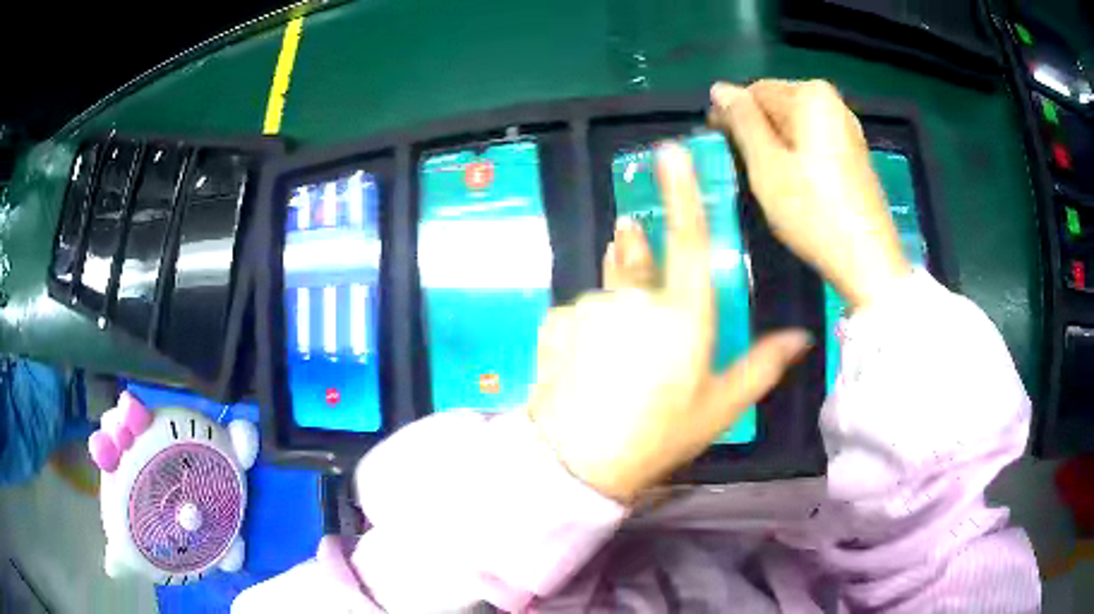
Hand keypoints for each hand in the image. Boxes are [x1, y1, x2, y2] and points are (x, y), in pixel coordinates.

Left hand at [526, 144, 810, 503]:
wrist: (578, 463)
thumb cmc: (659, 436)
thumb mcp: (719, 406)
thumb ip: (763, 365)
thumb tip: (803, 337)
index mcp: (684, 314)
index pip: (688, 239)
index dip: (681, 191)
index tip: (669, 152)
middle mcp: (637, 297)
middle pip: (640, 263)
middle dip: (638, 261)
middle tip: (630, 289)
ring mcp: (590, 305)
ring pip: (608, 295)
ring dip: (614, 312)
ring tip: (611, 360)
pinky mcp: (556, 319)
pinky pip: (578, 315)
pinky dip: (584, 332)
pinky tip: (584, 368)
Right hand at [709, 80, 909, 309]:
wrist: (867, 260)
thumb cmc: (813, 211)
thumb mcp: (766, 164)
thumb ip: (742, 121)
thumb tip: (720, 89)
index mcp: (811, 96)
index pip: (755, 91)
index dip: (731, 114)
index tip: (716, 139)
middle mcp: (833, 103)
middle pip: (778, 107)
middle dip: (756, 131)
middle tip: (742, 165)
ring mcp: (847, 129)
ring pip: (795, 127)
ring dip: (774, 146)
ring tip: (765, 178)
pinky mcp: (854, 155)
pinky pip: (813, 142)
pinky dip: (796, 156)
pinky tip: (791, 184)